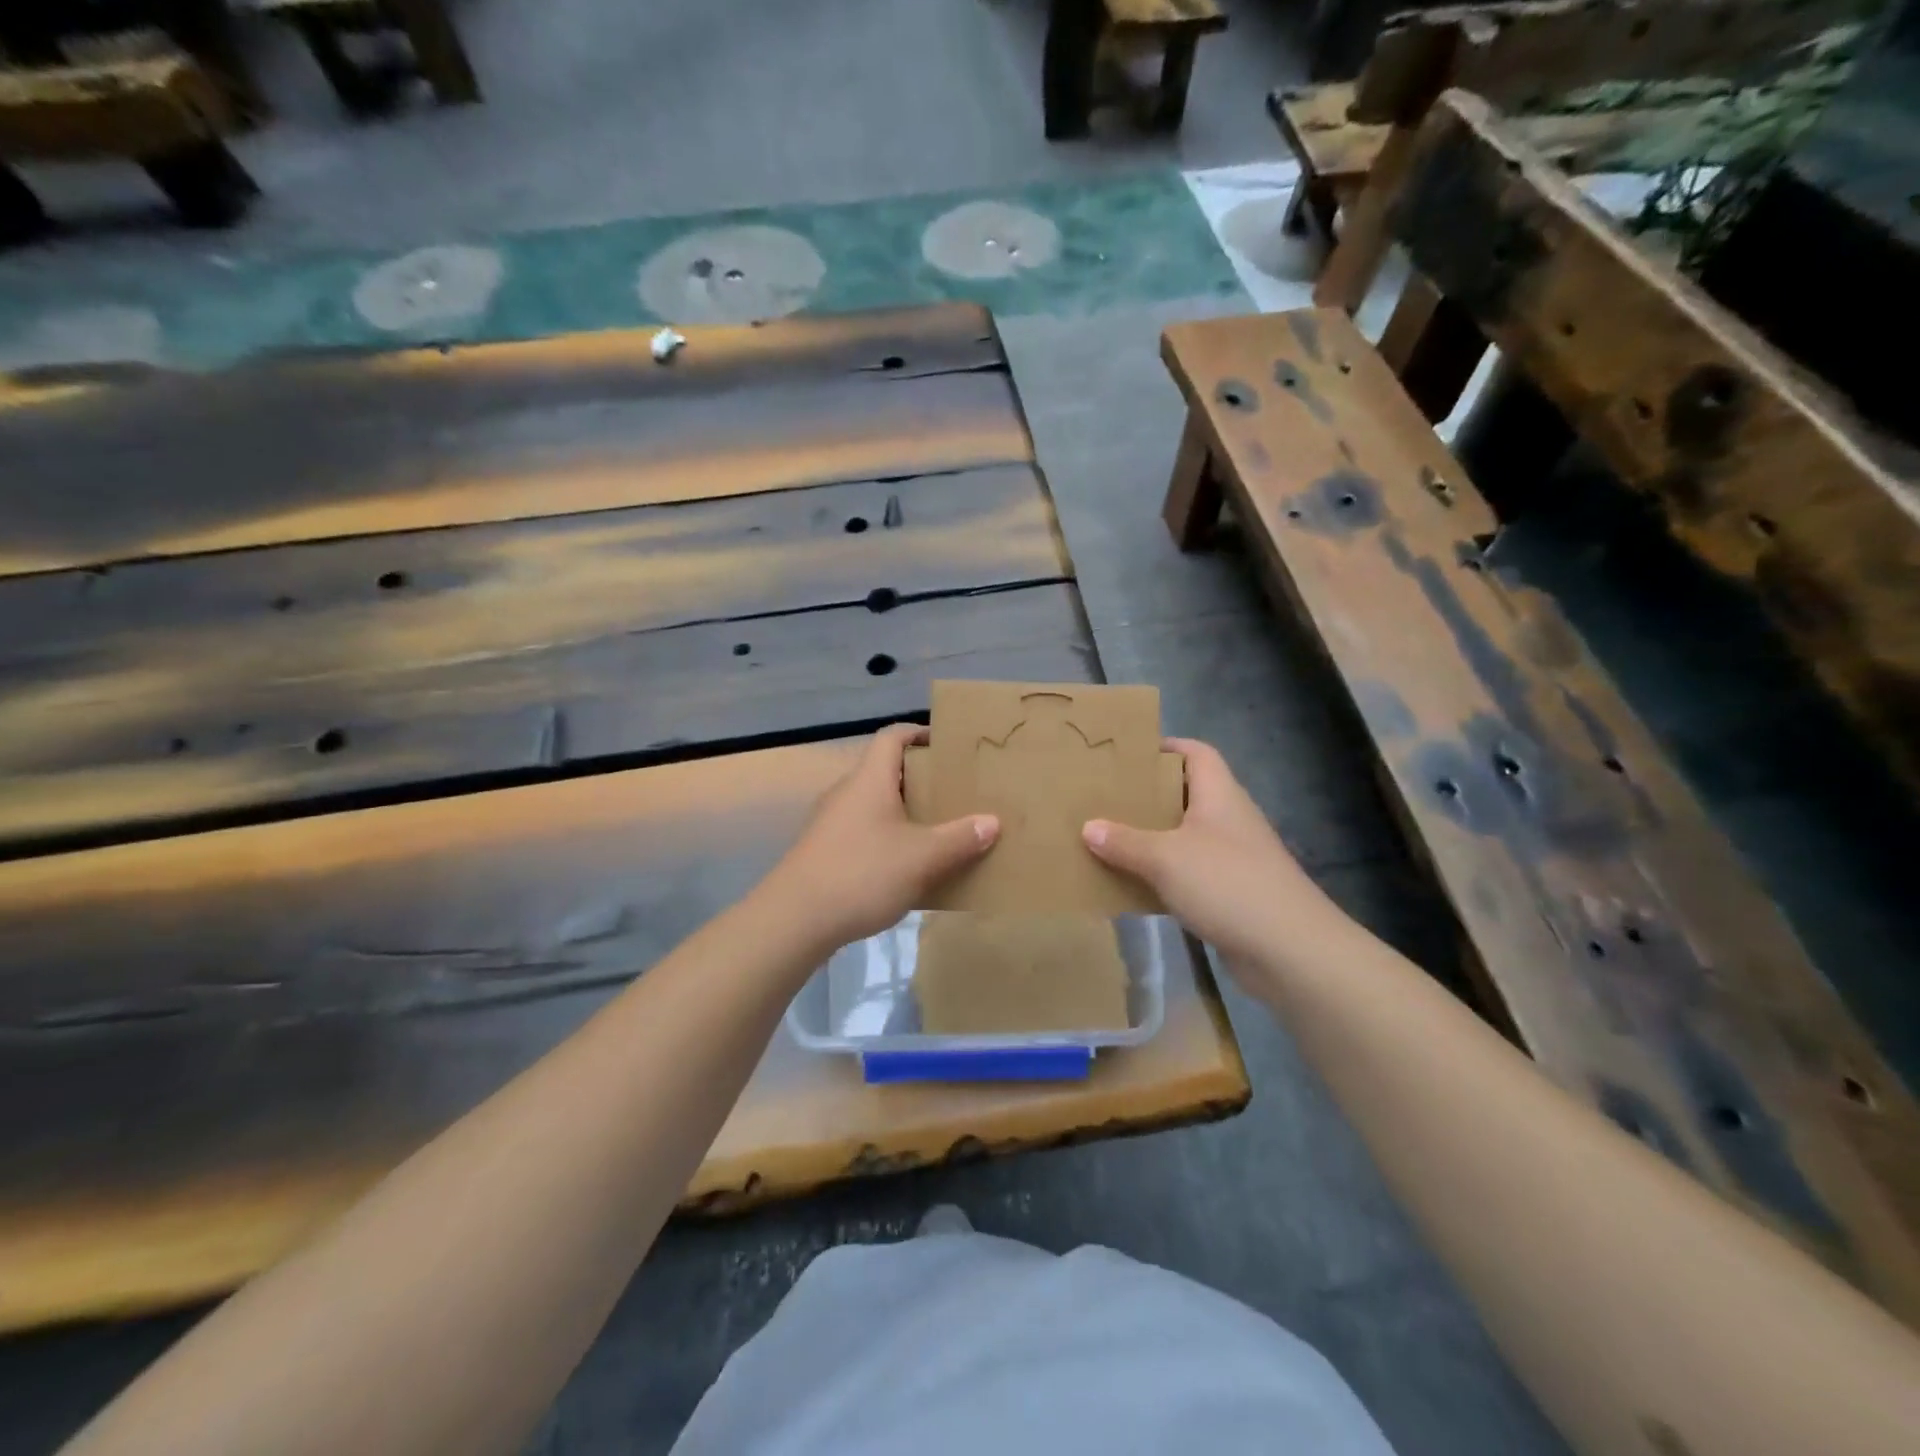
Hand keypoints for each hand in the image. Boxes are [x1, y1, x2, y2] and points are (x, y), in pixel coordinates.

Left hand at [760, 725, 998, 951]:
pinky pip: (863, 832)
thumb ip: (959, 839)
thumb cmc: (862, 874)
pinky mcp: (823, 851)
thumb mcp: (922, 858)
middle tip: (953, 791)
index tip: (947, 743)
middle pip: (884, 770)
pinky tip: (907, 866)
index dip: (919, 732)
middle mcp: (846, 793)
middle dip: (920, 778)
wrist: (794, 920)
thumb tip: (992, 822)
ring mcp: (830, 823)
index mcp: (869, 780)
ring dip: (904, 811)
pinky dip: (887, 838)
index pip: (892, 736)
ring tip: (937, 829)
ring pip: (874, 804)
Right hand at [1083, 738, 1343, 970]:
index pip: (1196, 753)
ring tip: (1111, 839)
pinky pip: (1190, 873)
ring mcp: (1234, 858)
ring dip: (1153, 838)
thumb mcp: (1165, 858)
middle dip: (1148, 796)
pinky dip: (1164, 875)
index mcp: (1220, 795)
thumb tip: (1088, 827)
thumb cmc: (1227, 884)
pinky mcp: (1232, 893)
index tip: (1126, 756)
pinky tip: (1135, 884)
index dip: (1165, 748)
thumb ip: (1124, 842)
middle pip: (1187, 794)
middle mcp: (1229, 819)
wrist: (1290, 950)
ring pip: (1186, 836)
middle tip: (1107, 799)